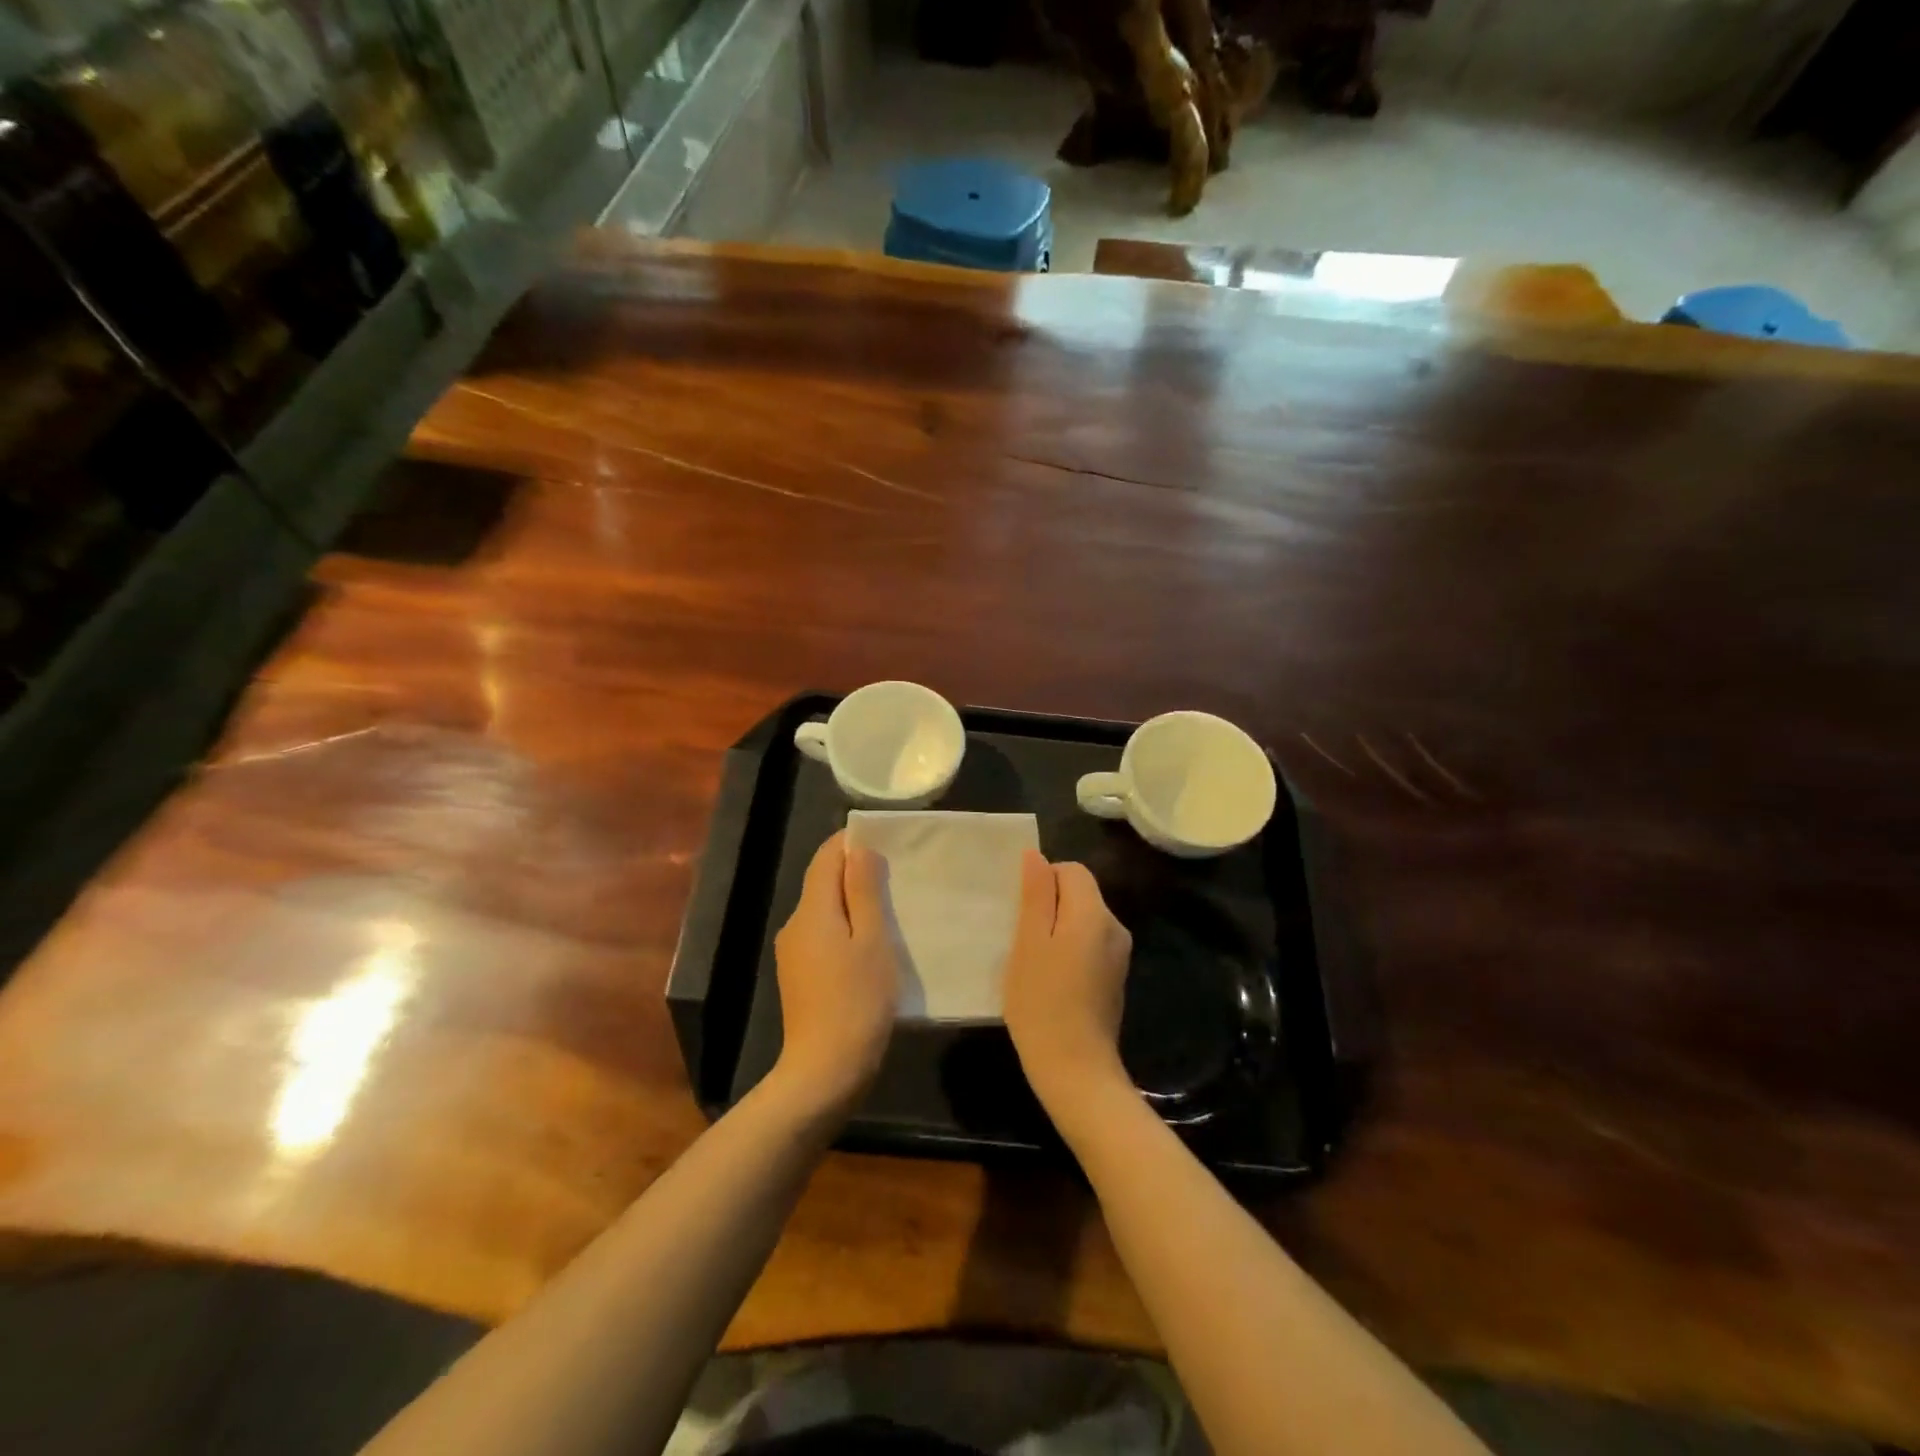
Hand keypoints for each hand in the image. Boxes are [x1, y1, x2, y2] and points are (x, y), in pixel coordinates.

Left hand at [770, 831, 897, 1113]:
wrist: (825, 1071)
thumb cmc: (857, 1001)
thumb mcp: (872, 941)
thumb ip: (863, 891)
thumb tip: (858, 850)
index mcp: (812, 911)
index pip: (824, 858)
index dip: (849, 842)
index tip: (883, 839)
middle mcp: (795, 925)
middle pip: (822, 883)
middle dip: (854, 872)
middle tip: (896, 872)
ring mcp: (793, 953)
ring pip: (824, 911)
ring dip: (852, 902)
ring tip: (890, 906)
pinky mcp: (799, 976)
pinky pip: (823, 936)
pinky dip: (846, 928)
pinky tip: (871, 944)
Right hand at [1002, 851, 1132, 1113]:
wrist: (1076, 1070)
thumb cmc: (1042, 1001)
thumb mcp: (1029, 943)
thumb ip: (1035, 895)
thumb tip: (1036, 855)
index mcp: (1095, 913)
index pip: (1072, 870)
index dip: (1043, 882)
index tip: (1021, 913)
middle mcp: (1115, 927)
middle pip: (1080, 894)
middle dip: (1049, 906)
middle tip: (1021, 939)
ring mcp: (1119, 955)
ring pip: (1083, 921)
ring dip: (1057, 930)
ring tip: (1032, 961)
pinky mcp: (1115, 978)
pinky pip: (1089, 945)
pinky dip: (1068, 950)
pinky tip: (1050, 980)